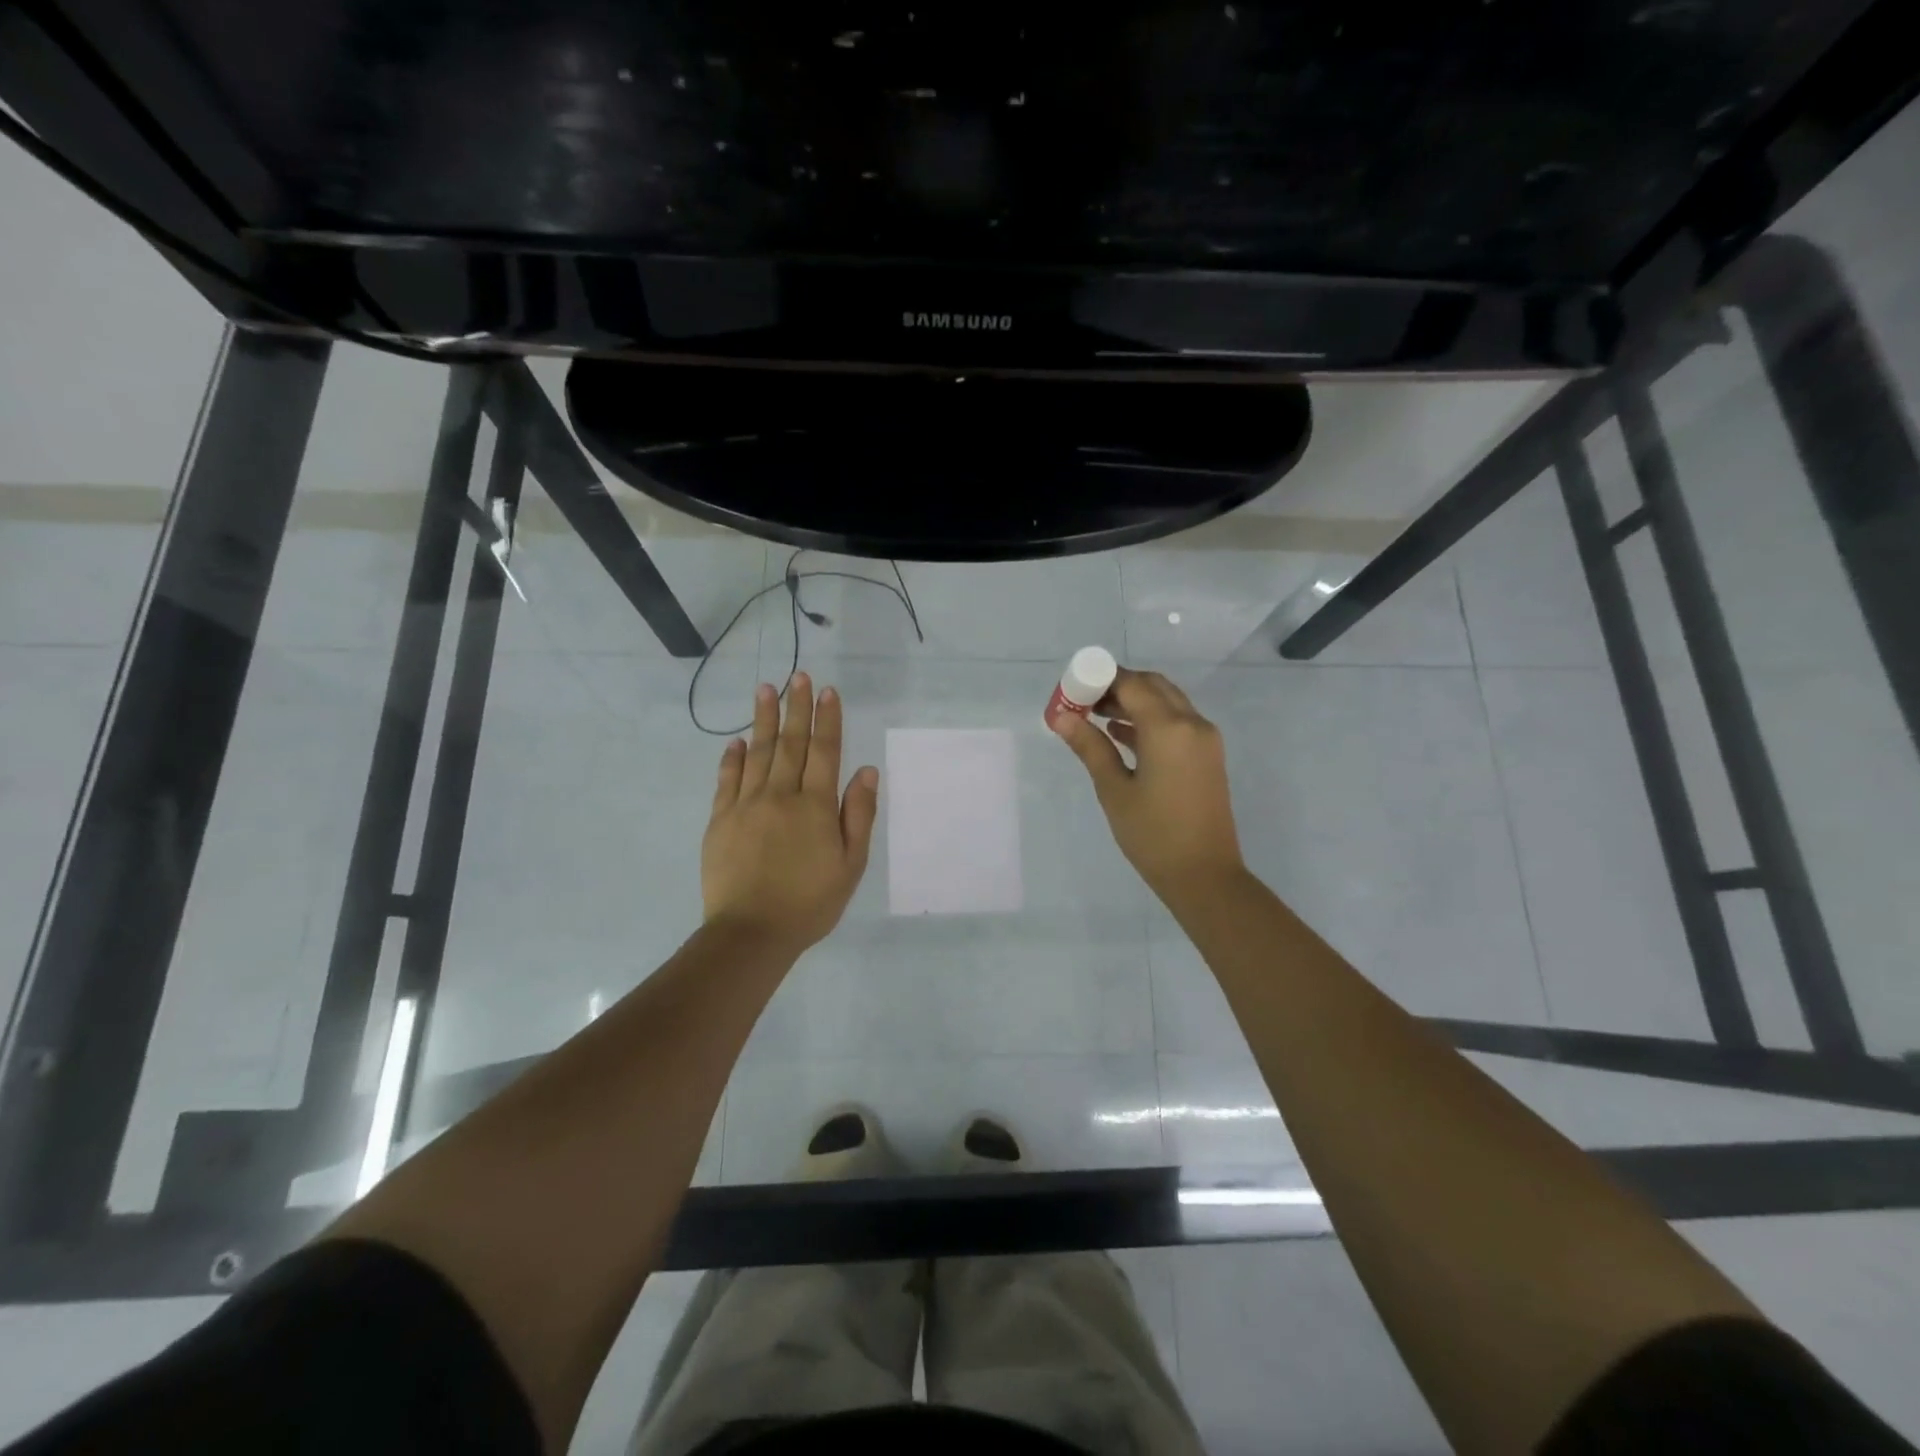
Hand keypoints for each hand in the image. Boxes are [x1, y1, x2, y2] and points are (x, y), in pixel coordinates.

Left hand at [702, 673, 878, 952]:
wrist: (751, 933)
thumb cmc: (809, 903)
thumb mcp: (850, 865)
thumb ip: (858, 815)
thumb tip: (865, 771)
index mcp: (815, 806)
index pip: (824, 752)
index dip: (827, 720)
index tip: (827, 691)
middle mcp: (780, 795)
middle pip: (790, 743)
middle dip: (795, 707)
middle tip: (797, 676)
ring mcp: (745, 805)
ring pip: (757, 753)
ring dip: (762, 720)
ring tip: (765, 689)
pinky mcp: (720, 820)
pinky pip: (727, 780)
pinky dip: (732, 757)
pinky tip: (736, 741)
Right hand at [1052, 668, 1245, 904]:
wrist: (1204, 875)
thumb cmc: (1153, 834)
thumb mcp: (1114, 789)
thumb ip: (1090, 747)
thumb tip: (1061, 717)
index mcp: (1169, 728)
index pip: (1132, 684)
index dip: (1100, 680)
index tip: (1073, 690)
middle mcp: (1192, 723)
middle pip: (1153, 686)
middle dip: (1118, 686)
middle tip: (1084, 701)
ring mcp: (1205, 739)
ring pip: (1167, 702)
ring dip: (1134, 702)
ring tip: (1095, 717)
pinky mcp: (1207, 756)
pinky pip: (1177, 722)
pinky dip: (1150, 720)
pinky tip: (1120, 735)